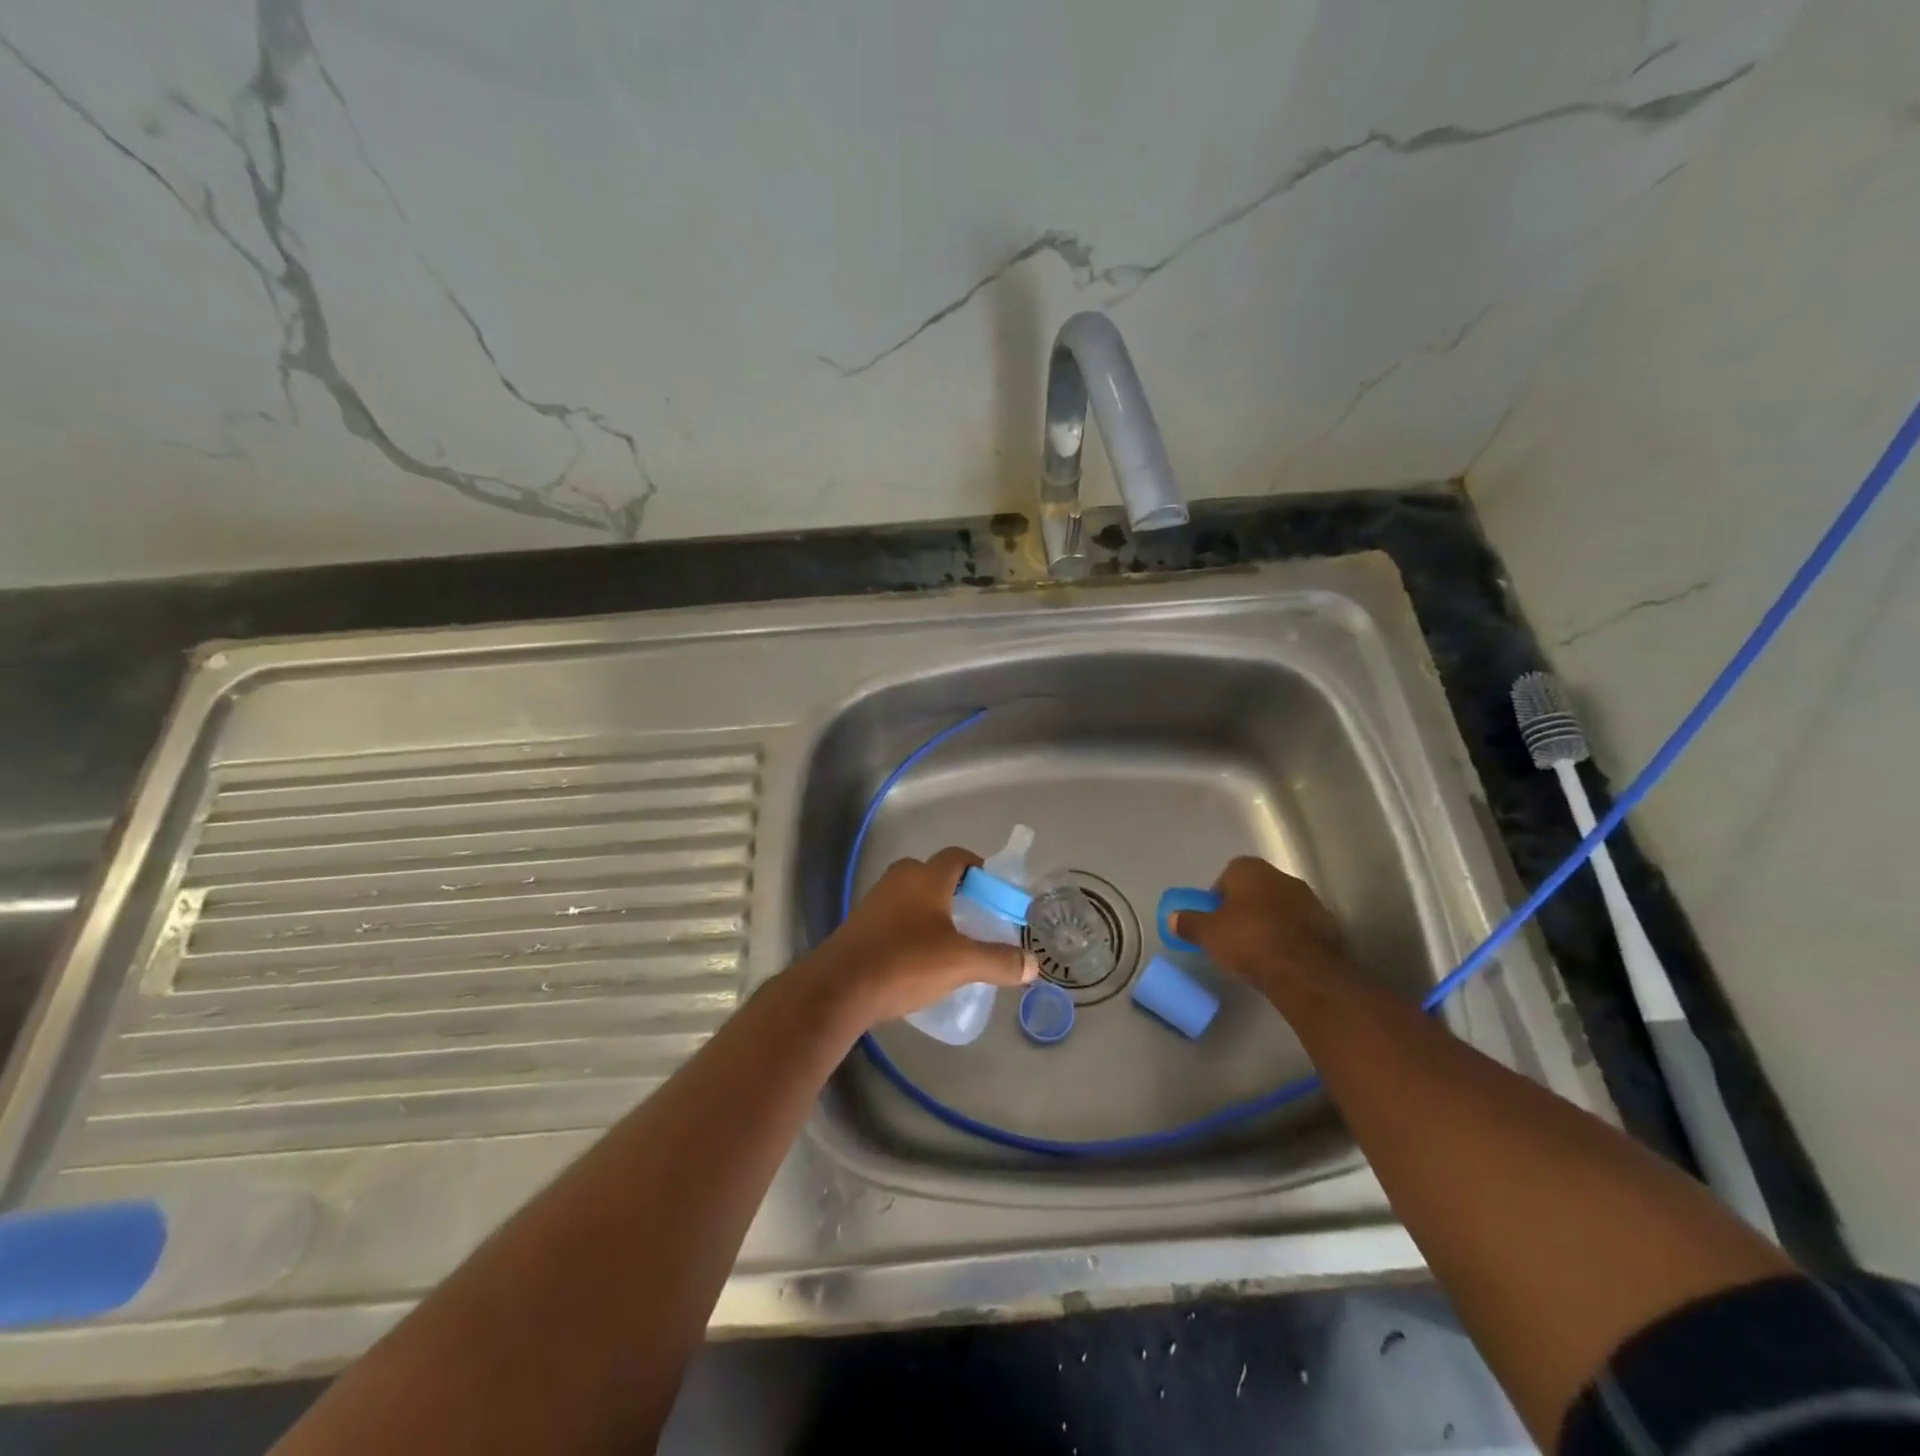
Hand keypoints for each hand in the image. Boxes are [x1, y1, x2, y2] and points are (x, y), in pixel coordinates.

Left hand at [807, 848, 1037, 1029]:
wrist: (839, 988)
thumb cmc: (905, 962)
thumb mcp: (961, 963)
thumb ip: (999, 961)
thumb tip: (1033, 964)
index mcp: (926, 877)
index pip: (957, 856)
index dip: (978, 868)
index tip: (993, 890)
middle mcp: (899, 879)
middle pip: (933, 874)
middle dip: (955, 891)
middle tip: (974, 917)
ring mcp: (874, 901)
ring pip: (911, 896)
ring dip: (931, 911)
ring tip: (949, 941)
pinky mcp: (859, 925)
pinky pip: (894, 917)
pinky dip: (910, 928)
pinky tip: (918, 958)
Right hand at [1171, 856, 1348, 1001]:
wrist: (1303, 971)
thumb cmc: (1248, 941)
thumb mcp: (1208, 934)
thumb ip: (1188, 923)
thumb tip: (1172, 918)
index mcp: (1250, 869)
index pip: (1228, 873)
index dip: (1218, 896)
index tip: (1214, 919)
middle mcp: (1281, 876)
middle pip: (1255, 888)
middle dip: (1244, 907)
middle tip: (1232, 934)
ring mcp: (1308, 899)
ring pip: (1279, 906)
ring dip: (1268, 921)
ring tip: (1257, 950)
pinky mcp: (1327, 925)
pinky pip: (1298, 926)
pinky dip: (1289, 936)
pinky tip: (1280, 958)